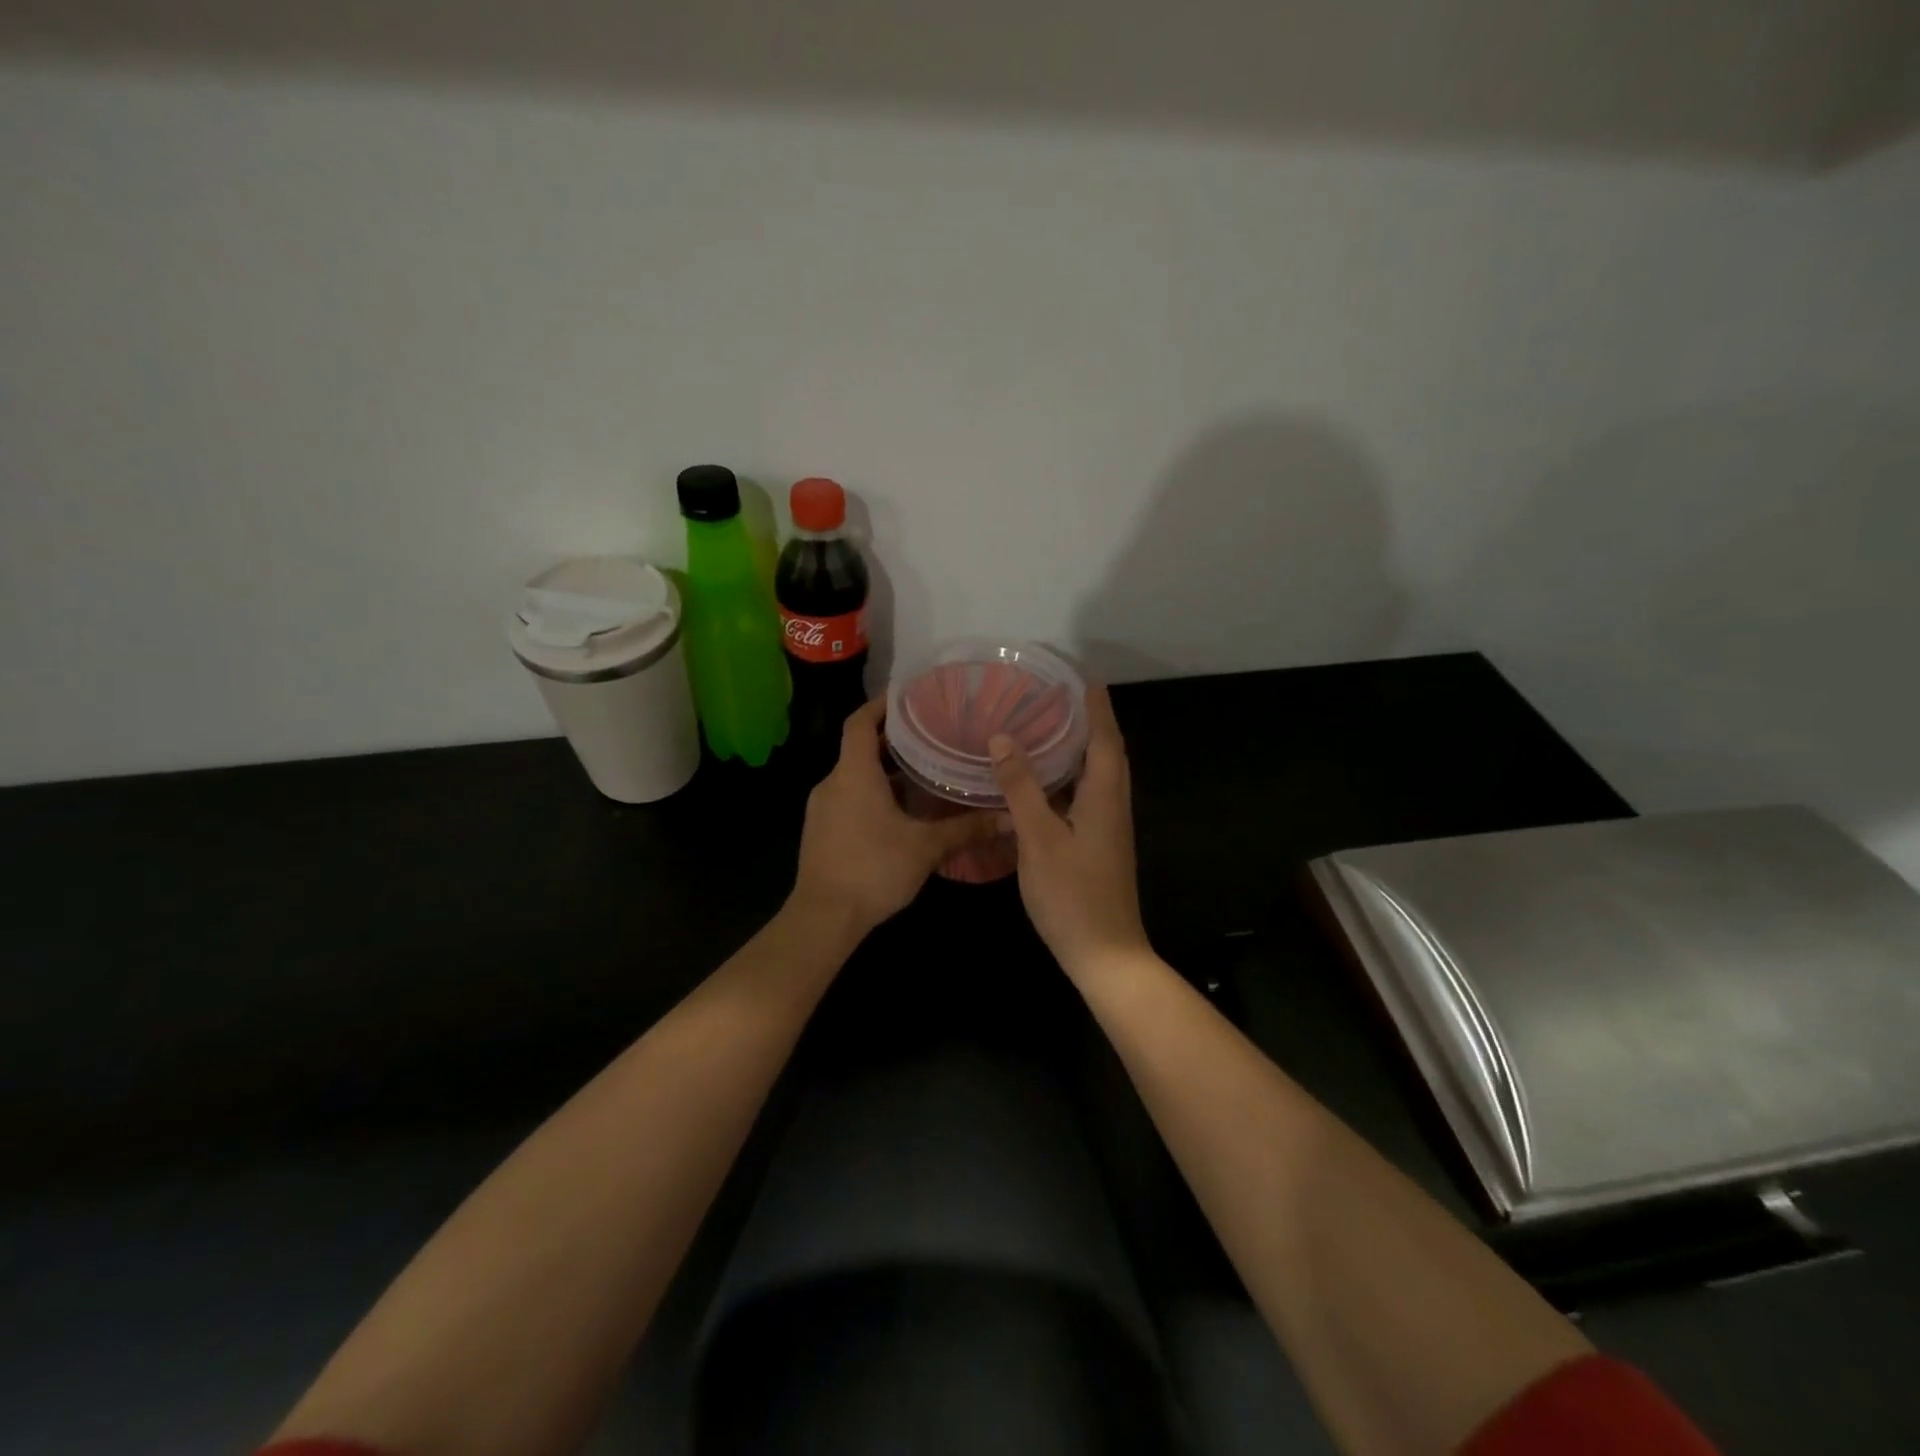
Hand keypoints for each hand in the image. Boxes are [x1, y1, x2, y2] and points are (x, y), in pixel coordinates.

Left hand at [791, 698, 997, 936]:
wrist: (823, 918)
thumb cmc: (873, 870)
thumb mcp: (926, 848)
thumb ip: (967, 828)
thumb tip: (1010, 817)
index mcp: (853, 774)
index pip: (859, 722)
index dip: (880, 704)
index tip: (907, 697)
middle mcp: (832, 783)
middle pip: (859, 748)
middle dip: (892, 740)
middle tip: (930, 734)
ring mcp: (822, 808)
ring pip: (854, 776)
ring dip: (884, 771)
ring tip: (923, 771)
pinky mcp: (821, 831)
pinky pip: (848, 798)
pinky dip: (872, 794)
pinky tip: (900, 812)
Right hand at [990, 683, 1149, 979]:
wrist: (1106, 954)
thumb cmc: (1073, 895)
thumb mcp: (1039, 839)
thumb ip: (1021, 788)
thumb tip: (1002, 738)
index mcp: (1104, 796)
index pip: (1105, 737)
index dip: (1095, 704)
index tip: (1081, 674)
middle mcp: (1113, 805)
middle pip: (1106, 752)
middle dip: (1088, 720)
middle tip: (1057, 696)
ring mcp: (1107, 828)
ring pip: (1096, 776)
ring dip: (1078, 749)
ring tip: (1046, 727)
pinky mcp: (1098, 845)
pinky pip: (1086, 797)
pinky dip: (1067, 779)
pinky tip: (1040, 782)